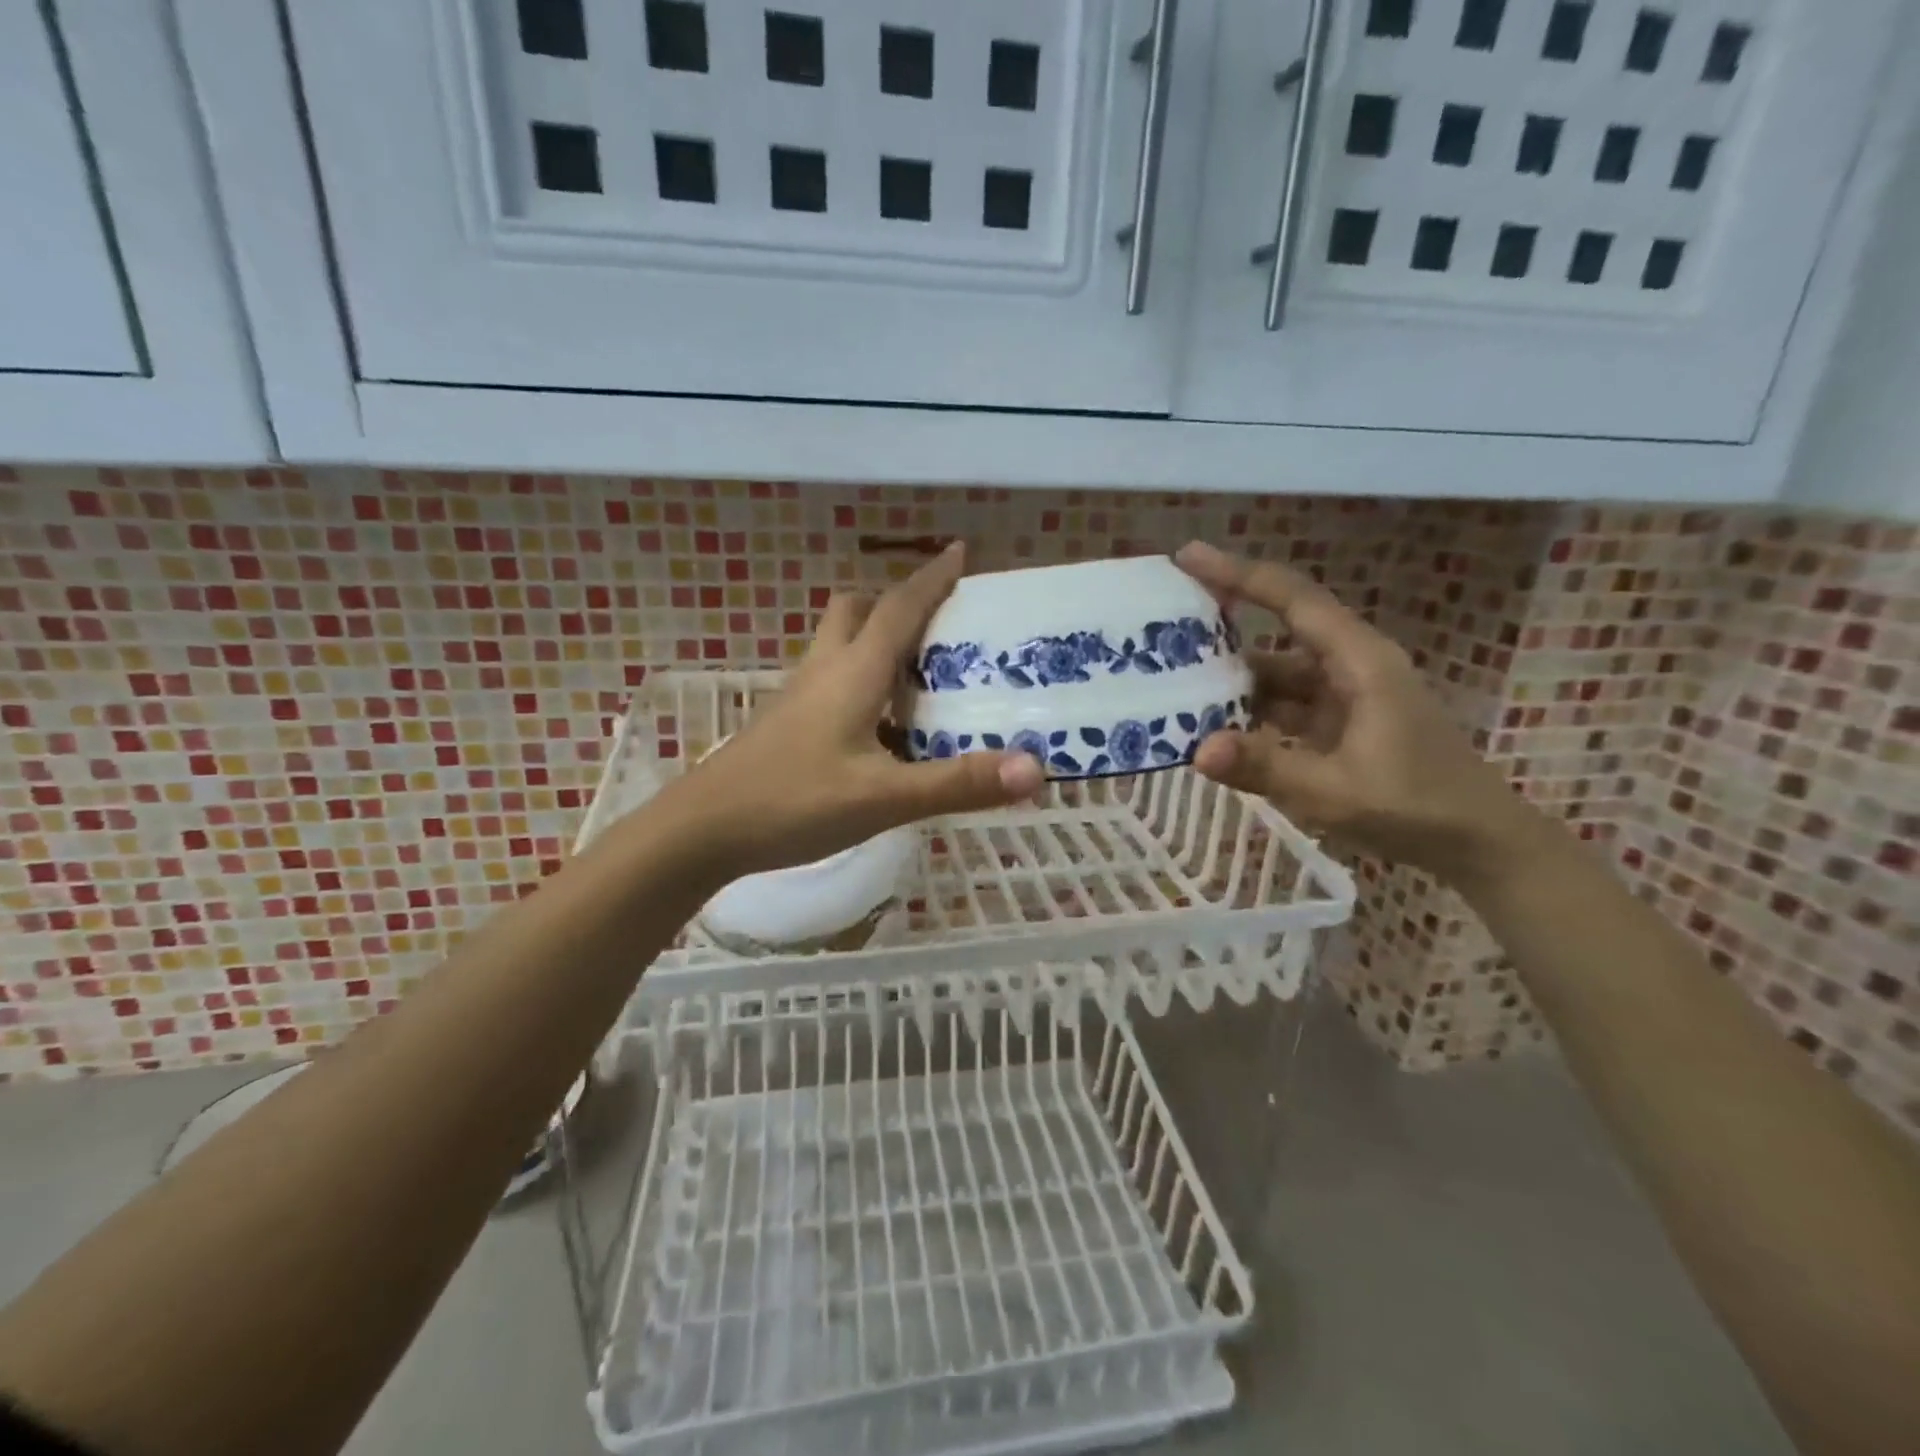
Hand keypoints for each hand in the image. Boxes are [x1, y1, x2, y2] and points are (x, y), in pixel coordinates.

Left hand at [663, 542, 1044, 878]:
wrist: (702, 831)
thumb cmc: (793, 802)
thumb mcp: (884, 798)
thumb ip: (958, 783)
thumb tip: (1036, 768)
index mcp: (853, 671)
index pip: (899, 607)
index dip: (932, 578)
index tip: (960, 552)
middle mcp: (824, 670)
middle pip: (857, 611)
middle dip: (896, 604)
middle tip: (938, 627)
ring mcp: (799, 696)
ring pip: (840, 645)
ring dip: (877, 643)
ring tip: (920, 675)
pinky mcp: (787, 723)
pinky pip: (830, 681)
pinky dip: (861, 682)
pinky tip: (880, 727)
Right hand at [1176, 541, 1540, 881]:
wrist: (1478, 843)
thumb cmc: (1415, 808)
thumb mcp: (1334, 792)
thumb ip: (1264, 767)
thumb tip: (1197, 750)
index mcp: (1359, 662)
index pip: (1293, 600)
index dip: (1239, 574)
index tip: (1187, 556)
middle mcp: (1351, 667)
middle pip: (1279, 632)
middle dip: (1224, 627)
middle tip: (1164, 627)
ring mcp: (1346, 697)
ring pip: (1278, 673)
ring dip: (1233, 678)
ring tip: (1175, 681)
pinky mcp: (1341, 724)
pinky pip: (1285, 705)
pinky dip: (1250, 711)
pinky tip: (1213, 725)